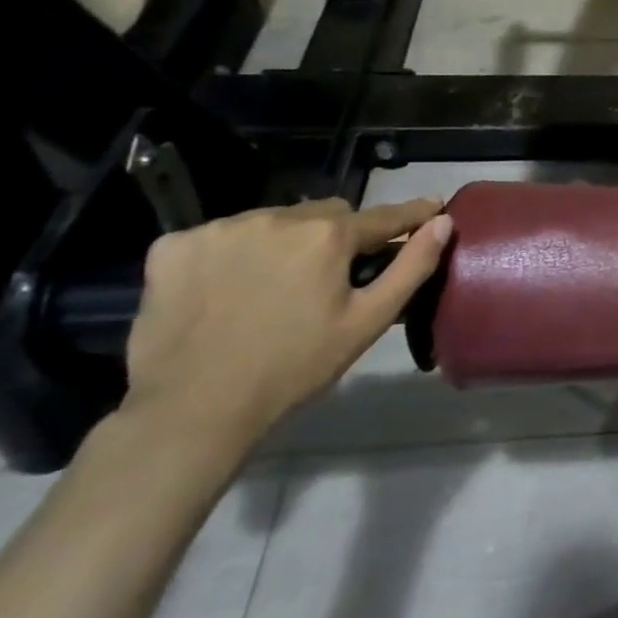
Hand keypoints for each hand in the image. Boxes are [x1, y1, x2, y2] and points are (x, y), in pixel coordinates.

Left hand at [122, 197, 452, 447]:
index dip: (409, 215)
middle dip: (336, 236)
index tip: (432, 208)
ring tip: (274, 286)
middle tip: (331, 277)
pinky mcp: (174, 246)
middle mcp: (275, 217)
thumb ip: (411, 267)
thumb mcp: (367, 322)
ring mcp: (219, 228)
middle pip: (324, 214)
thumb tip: (443, 223)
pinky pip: (220, 237)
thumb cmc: (294, 367)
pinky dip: (231, 255)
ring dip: (283, 242)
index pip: (382, 216)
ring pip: (272, 222)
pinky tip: (226, 289)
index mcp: (327, 236)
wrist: (192, 409)